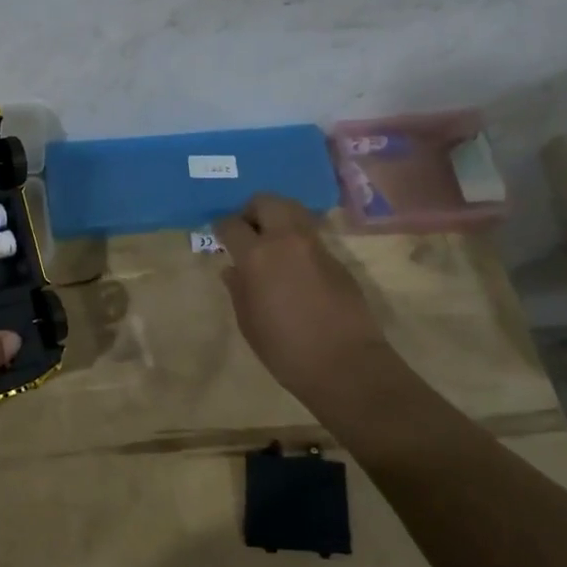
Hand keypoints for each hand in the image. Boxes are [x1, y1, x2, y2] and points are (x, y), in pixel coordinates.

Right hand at [213, 195, 388, 403]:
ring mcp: (315, 246)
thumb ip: (238, 289)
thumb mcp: (248, 322)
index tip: (220, 238)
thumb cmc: (286, 349)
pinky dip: (296, 239)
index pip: (231, 224)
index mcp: (257, 255)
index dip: (222, 228)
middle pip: (266, 201)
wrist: (347, 365)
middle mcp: (286, 240)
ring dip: (277, 218)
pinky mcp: (337, 258)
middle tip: (247, 232)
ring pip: (293, 210)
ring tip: (270, 244)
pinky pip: (310, 235)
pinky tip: (294, 266)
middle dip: (252, 210)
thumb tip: (233, 269)